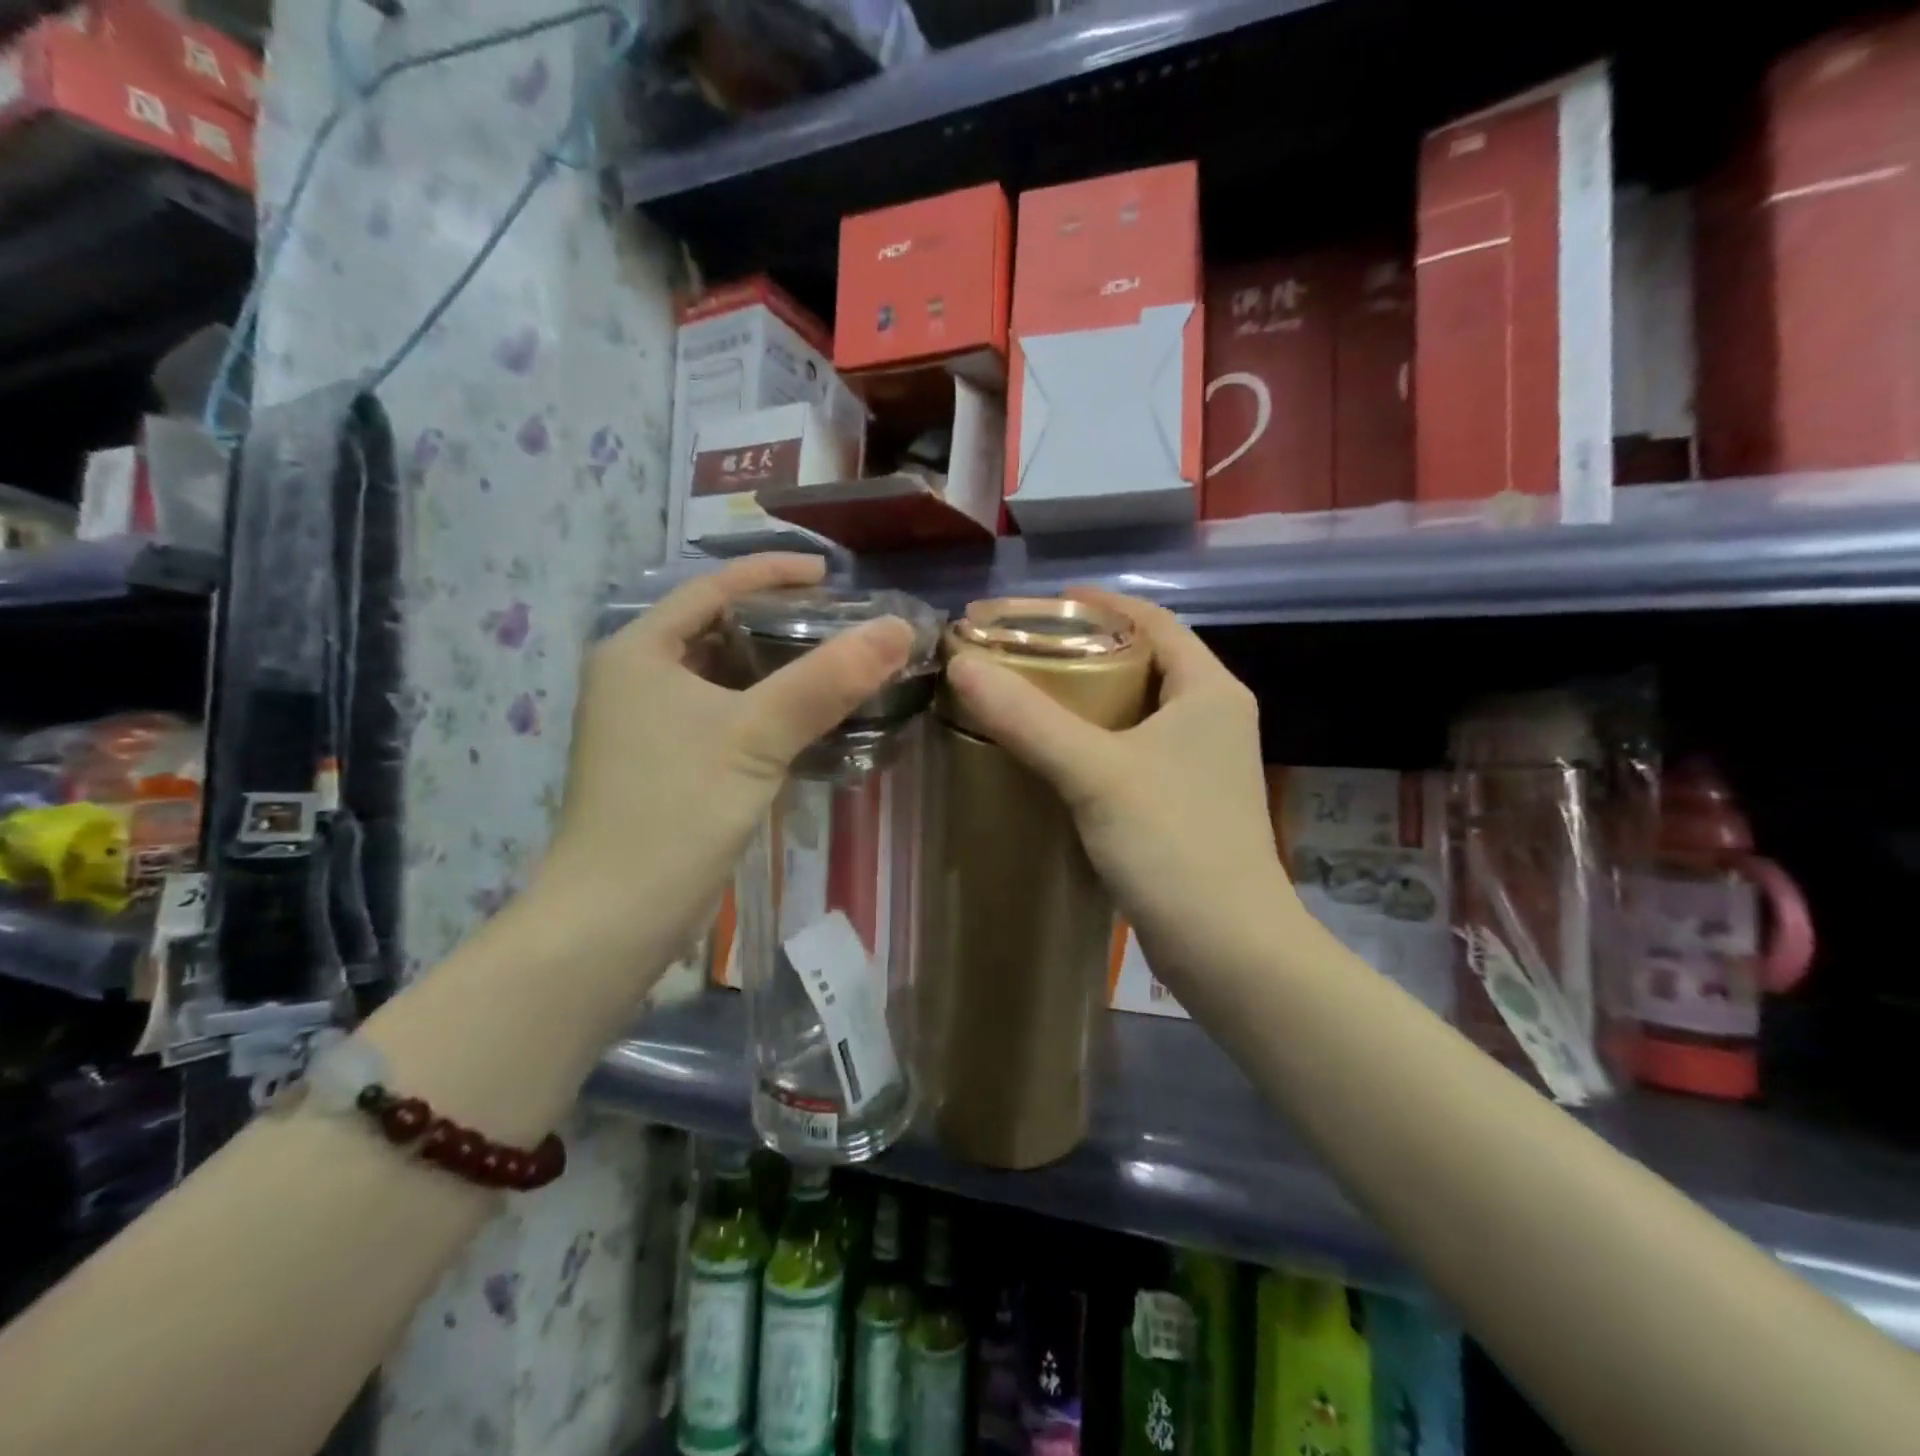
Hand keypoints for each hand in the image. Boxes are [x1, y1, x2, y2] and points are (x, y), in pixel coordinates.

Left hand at [536, 555, 912, 974]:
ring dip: (778, 670)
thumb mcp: (755, 737)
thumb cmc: (674, 811)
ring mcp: (648, 725)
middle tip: (844, 623)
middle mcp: (637, 678)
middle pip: (719, 629)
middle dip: (781, 622)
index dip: (772, 572)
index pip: (712, 587)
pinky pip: (725, 717)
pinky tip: (808, 720)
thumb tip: (897, 630)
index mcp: (639, 651)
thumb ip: (826, 681)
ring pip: (725, 678)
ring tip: (838, 665)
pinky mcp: (666, 765)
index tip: (832, 575)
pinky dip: (766, 711)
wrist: (614, 919)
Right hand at [944, 588, 1300, 997]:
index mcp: (1210, 691)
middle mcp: (1214, 719)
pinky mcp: (1185, 807)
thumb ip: (1028, 718)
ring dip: (1088, 701)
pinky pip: (1133, 755)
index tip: (1042, 605)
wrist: (1229, 951)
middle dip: (1087, 651)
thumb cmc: (1174, 845)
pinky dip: (1095, 745)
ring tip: (1028, 697)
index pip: (1156, 621)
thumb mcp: (1095, 772)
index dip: (1101, 604)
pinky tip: (1052, 757)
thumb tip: (961, 664)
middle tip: (1023, 653)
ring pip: (1137, 712)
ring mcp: (1202, 766)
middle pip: (1145, 663)